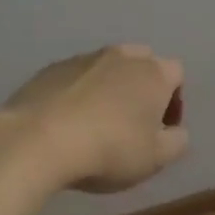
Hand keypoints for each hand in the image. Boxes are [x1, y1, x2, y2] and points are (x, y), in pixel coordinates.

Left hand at [3, 45, 188, 192]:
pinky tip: (67, 122)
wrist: (38, 140)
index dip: (174, 101)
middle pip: (141, 63)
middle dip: (142, 87)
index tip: (161, 129)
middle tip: (132, 122)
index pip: (176, 74)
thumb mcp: (156, 158)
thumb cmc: (109, 150)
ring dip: (108, 89)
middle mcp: (121, 56)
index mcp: (153, 73)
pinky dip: (77, 93)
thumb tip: (175, 131)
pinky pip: (75, 77)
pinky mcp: (50, 69)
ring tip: (96, 123)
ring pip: (106, 68)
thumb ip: (177, 142)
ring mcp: (83, 58)